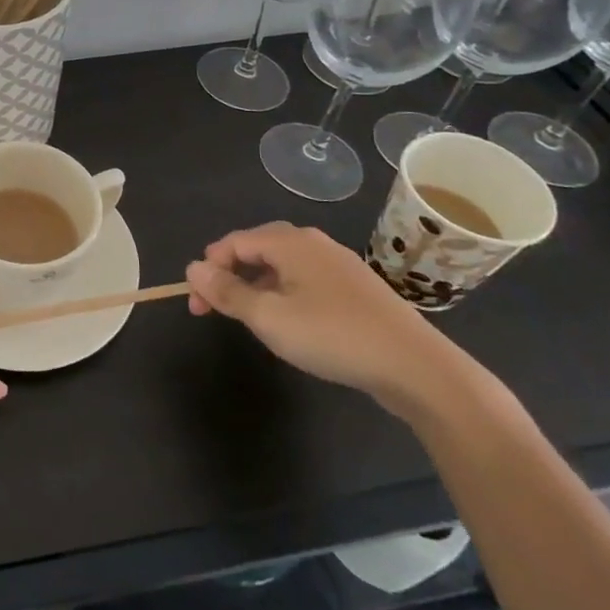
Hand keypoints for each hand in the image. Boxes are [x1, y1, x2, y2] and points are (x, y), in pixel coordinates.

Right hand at [185, 221, 469, 413]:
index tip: (197, 305)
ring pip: (282, 266)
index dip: (208, 270)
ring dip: (256, 287)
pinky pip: (305, 280)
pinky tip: (290, 323)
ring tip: (250, 320)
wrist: (416, 368)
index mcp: (290, 242)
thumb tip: (193, 267)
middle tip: (215, 311)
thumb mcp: (269, 318)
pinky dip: (284, 294)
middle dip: (229, 276)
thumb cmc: (333, 336)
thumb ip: (227, 292)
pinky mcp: (356, 288)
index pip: (233, 243)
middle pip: (256, 249)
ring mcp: (338, 264)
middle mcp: (313, 243)